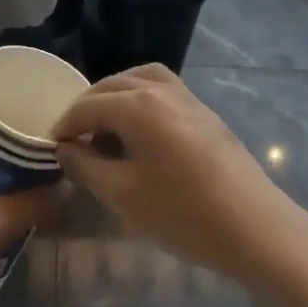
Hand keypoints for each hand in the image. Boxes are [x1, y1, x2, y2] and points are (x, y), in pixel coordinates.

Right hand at [51, 65, 307, 287]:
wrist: (255, 227)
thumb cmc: (183, 214)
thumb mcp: (124, 196)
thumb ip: (87, 167)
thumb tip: (66, 148)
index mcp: (137, 104)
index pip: (88, 105)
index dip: (65, 124)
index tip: (52, 147)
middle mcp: (161, 89)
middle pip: (113, 85)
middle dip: (88, 107)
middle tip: (74, 138)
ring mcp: (187, 97)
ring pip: (140, 79)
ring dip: (116, 96)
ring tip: (104, 127)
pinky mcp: (204, 112)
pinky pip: (162, 89)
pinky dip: (141, 98)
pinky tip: (139, 131)